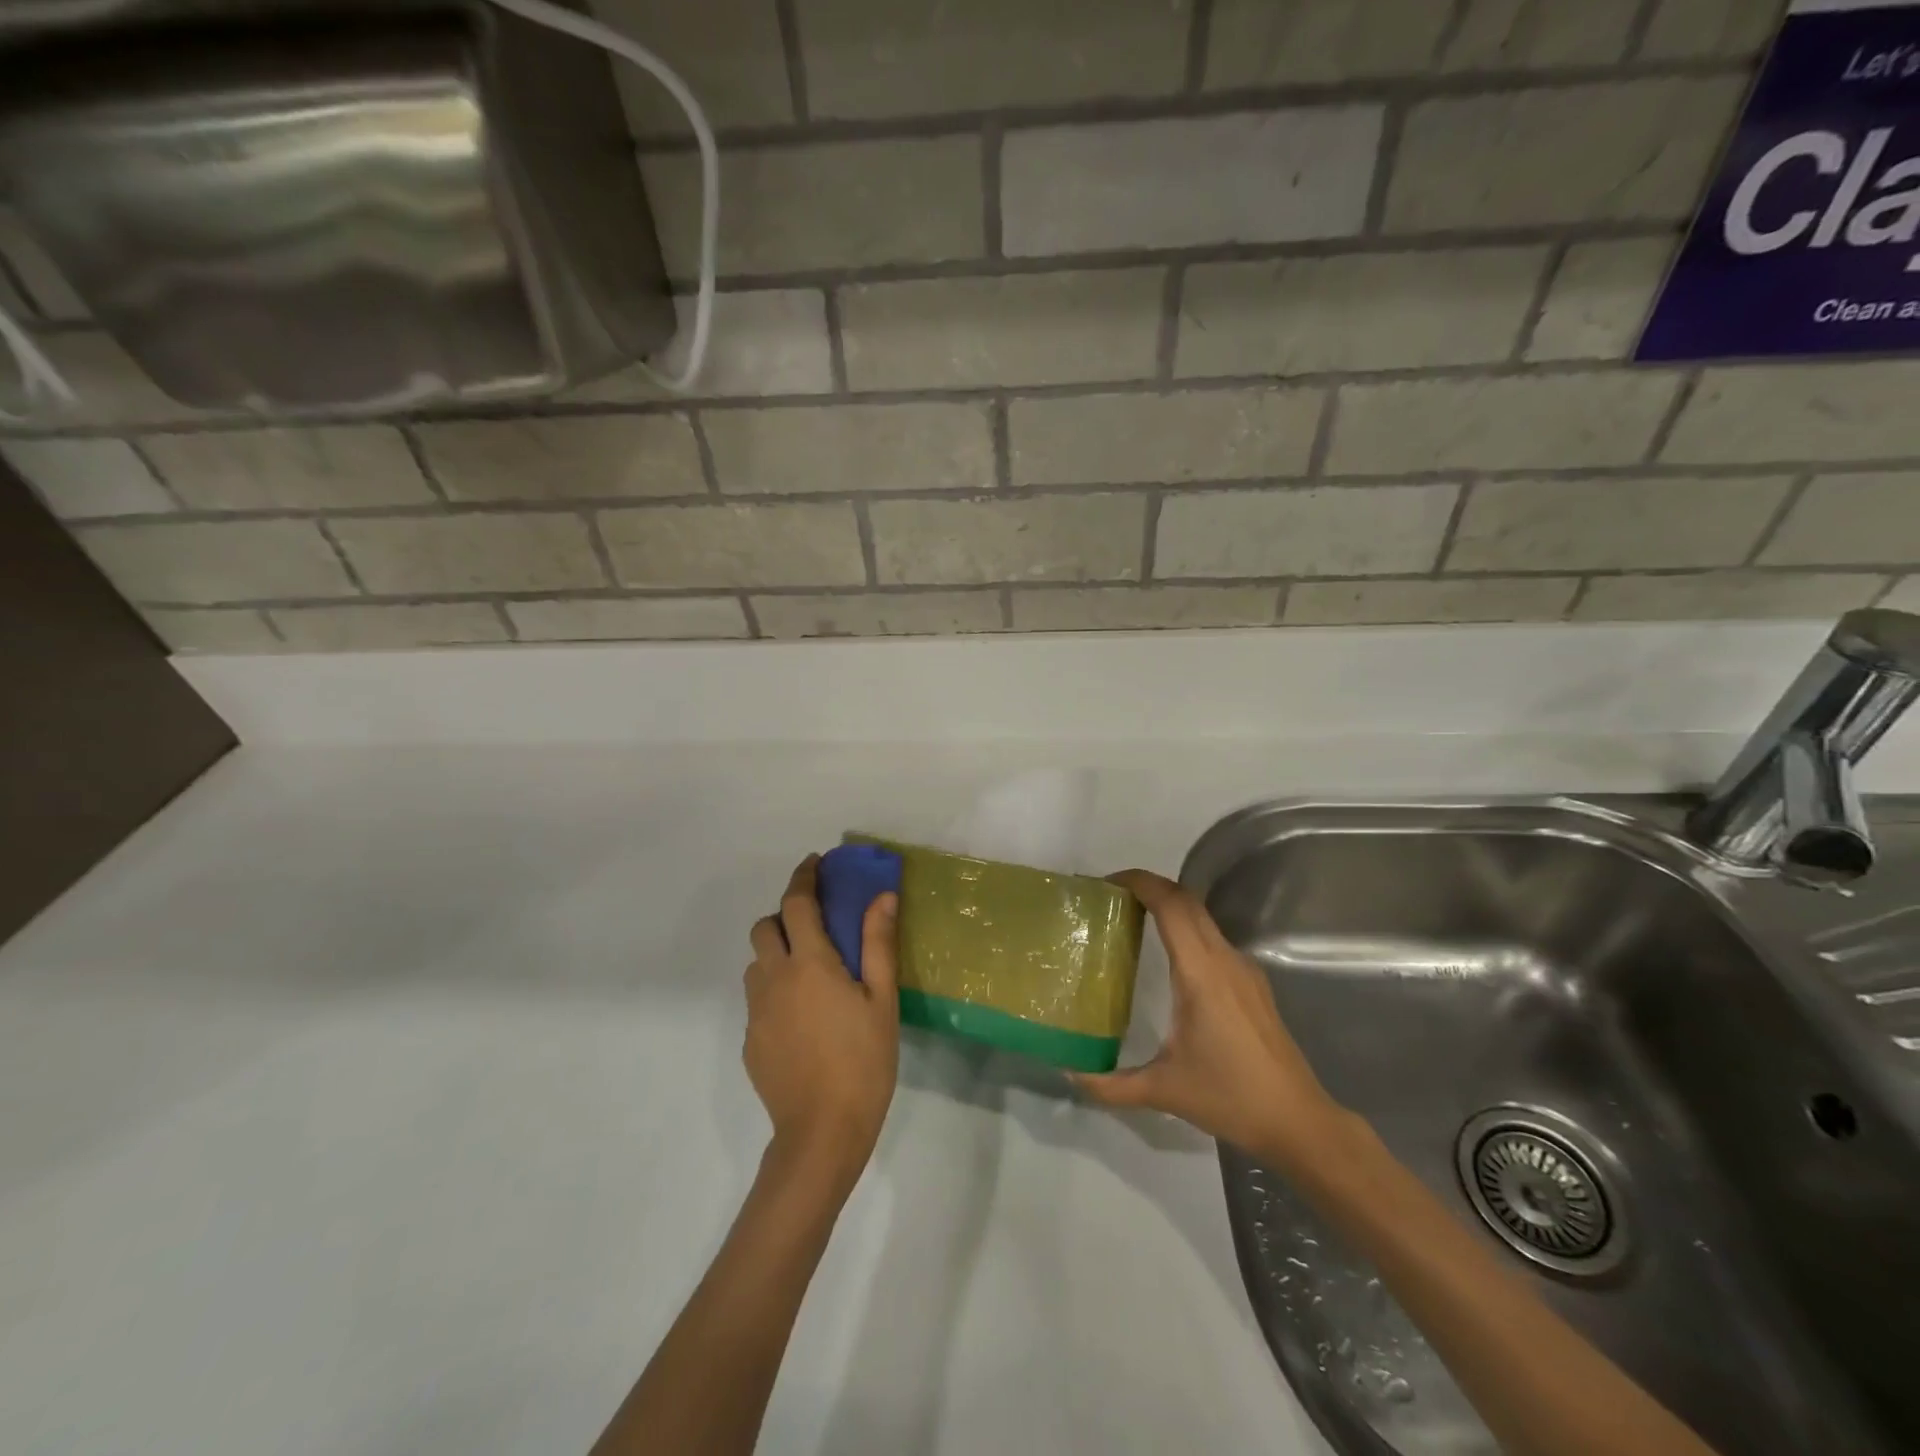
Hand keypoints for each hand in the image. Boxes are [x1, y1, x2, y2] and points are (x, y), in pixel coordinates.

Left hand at [745, 855, 899, 1187]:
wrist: (822, 1132)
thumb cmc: (863, 1061)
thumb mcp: (882, 1000)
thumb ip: (878, 943)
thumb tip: (882, 896)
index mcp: (809, 963)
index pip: (796, 903)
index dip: (803, 877)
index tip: (814, 863)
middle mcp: (774, 979)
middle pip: (764, 927)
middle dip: (785, 916)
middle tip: (816, 928)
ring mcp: (756, 1012)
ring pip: (756, 964)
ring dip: (776, 954)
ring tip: (809, 975)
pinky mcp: (750, 1040)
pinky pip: (758, 999)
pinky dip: (775, 991)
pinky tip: (803, 1019)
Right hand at [1071, 869, 1346, 1167]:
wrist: (1298, 1122)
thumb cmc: (1231, 1097)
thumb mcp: (1163, 1090)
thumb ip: (1111, 1084)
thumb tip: (1071, 1074)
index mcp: (1202, 972)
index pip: (1172, 905)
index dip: (1140, 883)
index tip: (1107, 883)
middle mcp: (1225, 959)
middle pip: (1187, 901)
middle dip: (1150, 887)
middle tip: (1112, 898)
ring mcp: (1244, 969)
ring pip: (1203, 918)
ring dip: (1169, 907)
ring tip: (1134, 921)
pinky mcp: (1253, 984)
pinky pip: (1213, 940)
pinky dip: (1186, 930)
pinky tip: (1170, 961)